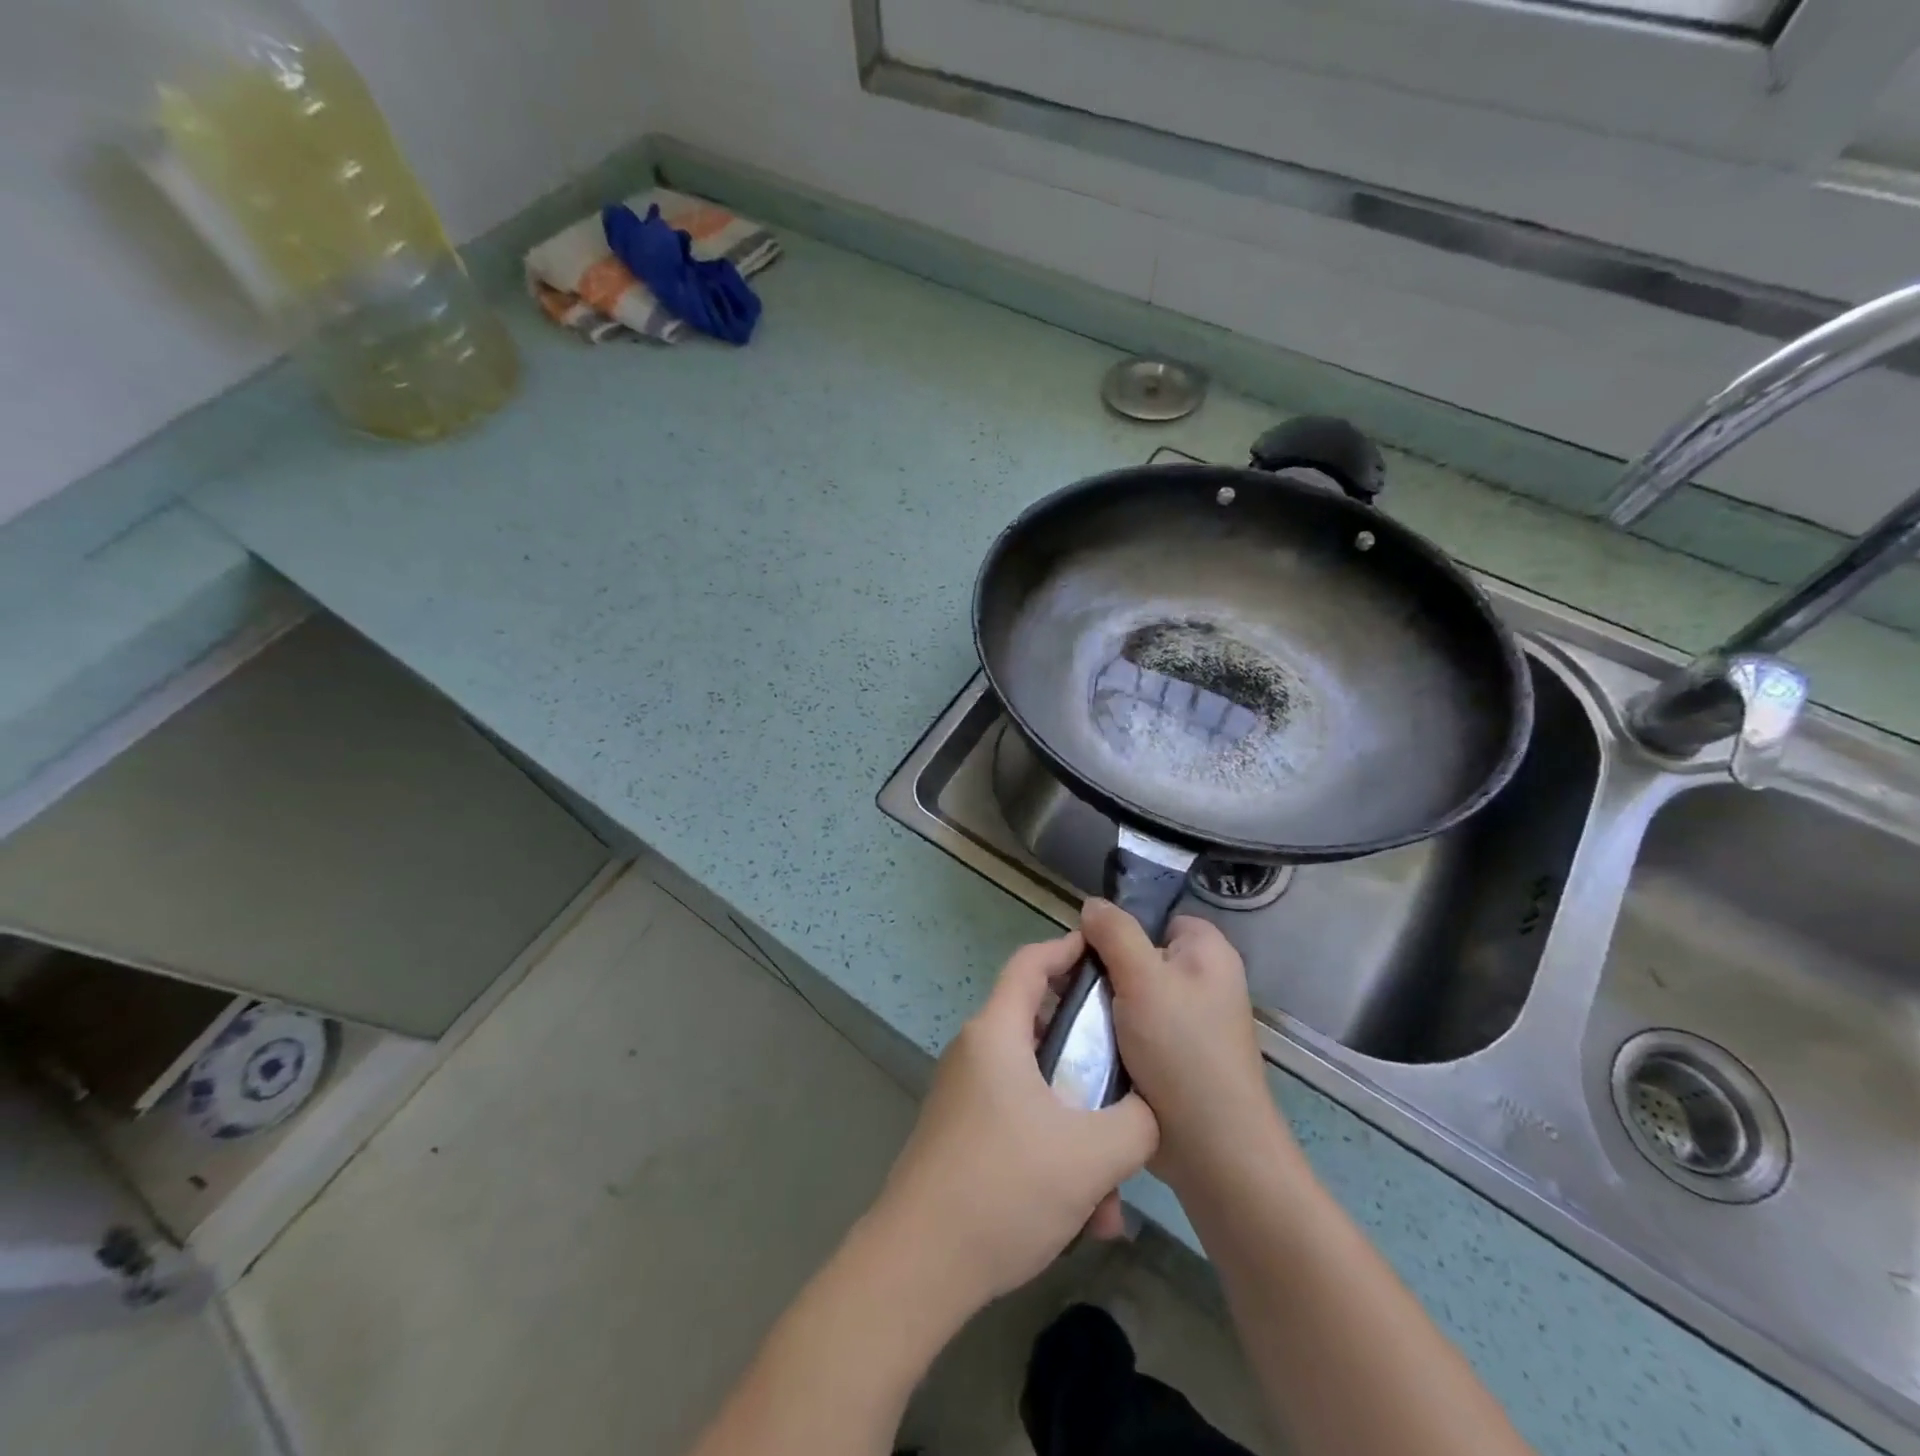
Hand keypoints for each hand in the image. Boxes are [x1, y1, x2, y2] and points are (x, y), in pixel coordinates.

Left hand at [871, 931, 1159, 1316]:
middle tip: (1131, 1081)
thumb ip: (1137, 1122)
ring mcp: (965, 1096)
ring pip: (1038, 1090)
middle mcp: (976, 1053)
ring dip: (1080, 1128)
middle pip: (1042, 1029)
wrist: (918, 1265)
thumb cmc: (1004, 1187)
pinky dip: (1055, 1153)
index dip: (1068, 948)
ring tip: (1112, 1191)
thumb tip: (1149, 1111)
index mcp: (996, 1033)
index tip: (1107, 954)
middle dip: (1091, 1059)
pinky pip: (1020, 1124)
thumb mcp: (1092, 1155)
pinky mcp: (962, 1136)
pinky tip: (1084, 1217)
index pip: (1030, 963)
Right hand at [1083, 899, 1289, 1197]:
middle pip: (1136, 957)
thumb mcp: (1144, 979)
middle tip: (1069, 988)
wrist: (1211, 1149)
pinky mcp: (1169, 1058)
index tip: (1088, 951)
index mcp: (1207, 953)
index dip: (1121, 930)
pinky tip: (1081, 1045)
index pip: (1157, 919)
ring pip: (1127, 997)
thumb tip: (1091, 904)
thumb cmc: (1183, 1050)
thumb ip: (1115, 934)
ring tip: (1065, 1018)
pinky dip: (1107, 1036)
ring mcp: (1185, 1023)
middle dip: (1102, 972)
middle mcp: (1201, 982)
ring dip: (1099, 1008)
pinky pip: (1129, 1030)